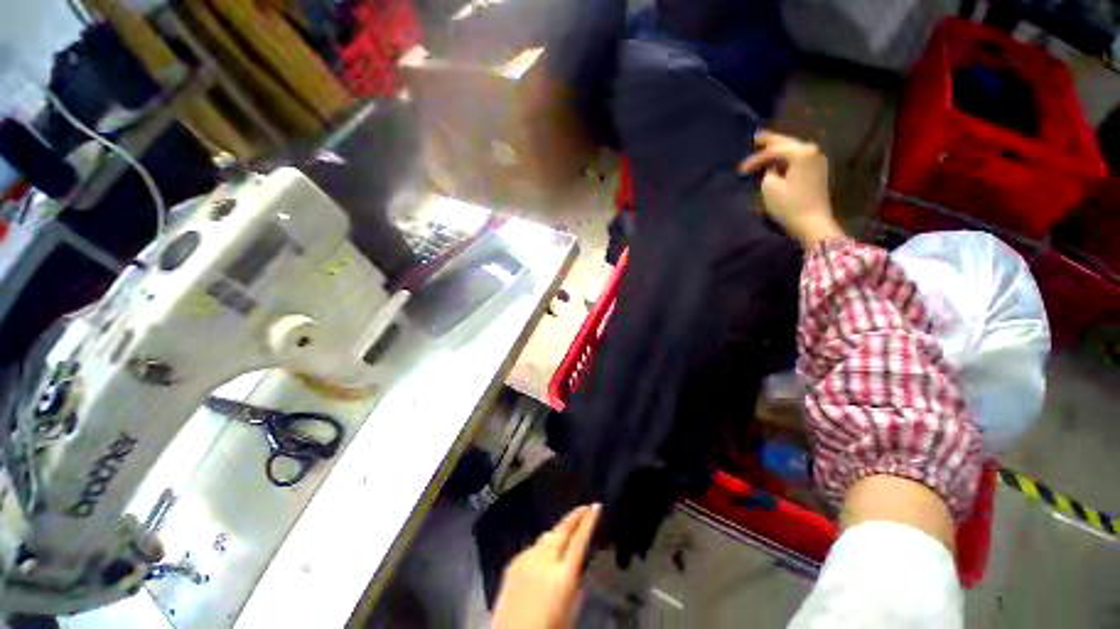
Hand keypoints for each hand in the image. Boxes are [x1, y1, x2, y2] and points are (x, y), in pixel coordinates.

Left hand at [492, 504, 601, 628]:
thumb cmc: (548, 628)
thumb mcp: (571, 607)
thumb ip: (576, 579)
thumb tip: (579, 559)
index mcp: (562, 576)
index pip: (579, 541)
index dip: (589, 521)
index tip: (596, 506)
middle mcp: (543, 561)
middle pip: (562, 530)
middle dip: (575, 516)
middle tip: (585, 507)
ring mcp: (526, 559)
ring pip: (547, 536)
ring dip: (559, 530)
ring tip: (569, 526)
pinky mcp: (513, 562)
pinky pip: (533, 547)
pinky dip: (543, 545)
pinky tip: (547, 551)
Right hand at [739, 131, 844, 247]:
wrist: (813, 223)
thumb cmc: (789, 206)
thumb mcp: (770, 188)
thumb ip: (768, 172)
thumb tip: (772, 168)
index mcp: (801, 152)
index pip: (773, 150)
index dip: (755, 159)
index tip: (740, 171)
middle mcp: (812, 151)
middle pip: (787, 143)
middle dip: (770, 142)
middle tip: (755, 138)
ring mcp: (817, 161)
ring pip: (793, 149)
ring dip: (779, 149)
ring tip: (765, 147)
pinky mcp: (817, 172)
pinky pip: (799, 158)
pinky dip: (787, 157)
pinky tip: (778, 159)